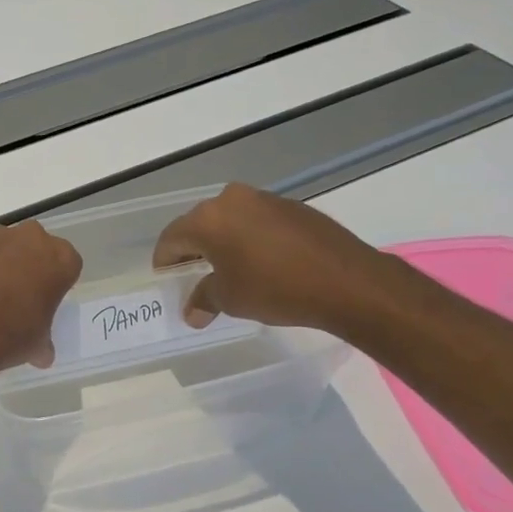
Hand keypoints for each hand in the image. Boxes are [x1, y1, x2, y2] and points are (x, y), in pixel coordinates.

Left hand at [0, 222, 81, 370]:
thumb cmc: (12, 335)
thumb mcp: (38, 344)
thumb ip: (43, 340)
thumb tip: (41, 353)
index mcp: (60, 259)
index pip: (67, 265)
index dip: (56, 283)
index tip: (45, 300)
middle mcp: (30, 238)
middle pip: (35, 247)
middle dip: (28, 266)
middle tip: (17, 295)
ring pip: (2, 246)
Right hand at [152, 183, 392, 333]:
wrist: (347, 281)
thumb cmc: (275, 289)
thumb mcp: (231, 299)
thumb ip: (204, 299)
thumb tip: (192, 312)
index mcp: (208, 219)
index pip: (172, 238)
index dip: (165, 261)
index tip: (167, 279)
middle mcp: (231, 200)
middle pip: (199, 224)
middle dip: (193, 250)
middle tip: (194, 275)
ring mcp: (264, 199)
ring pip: (229, 220)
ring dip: (223, 242)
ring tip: (230, 269)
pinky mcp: (291, 206)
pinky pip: (257, 220)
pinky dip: (250, 238)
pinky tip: (262, 262)